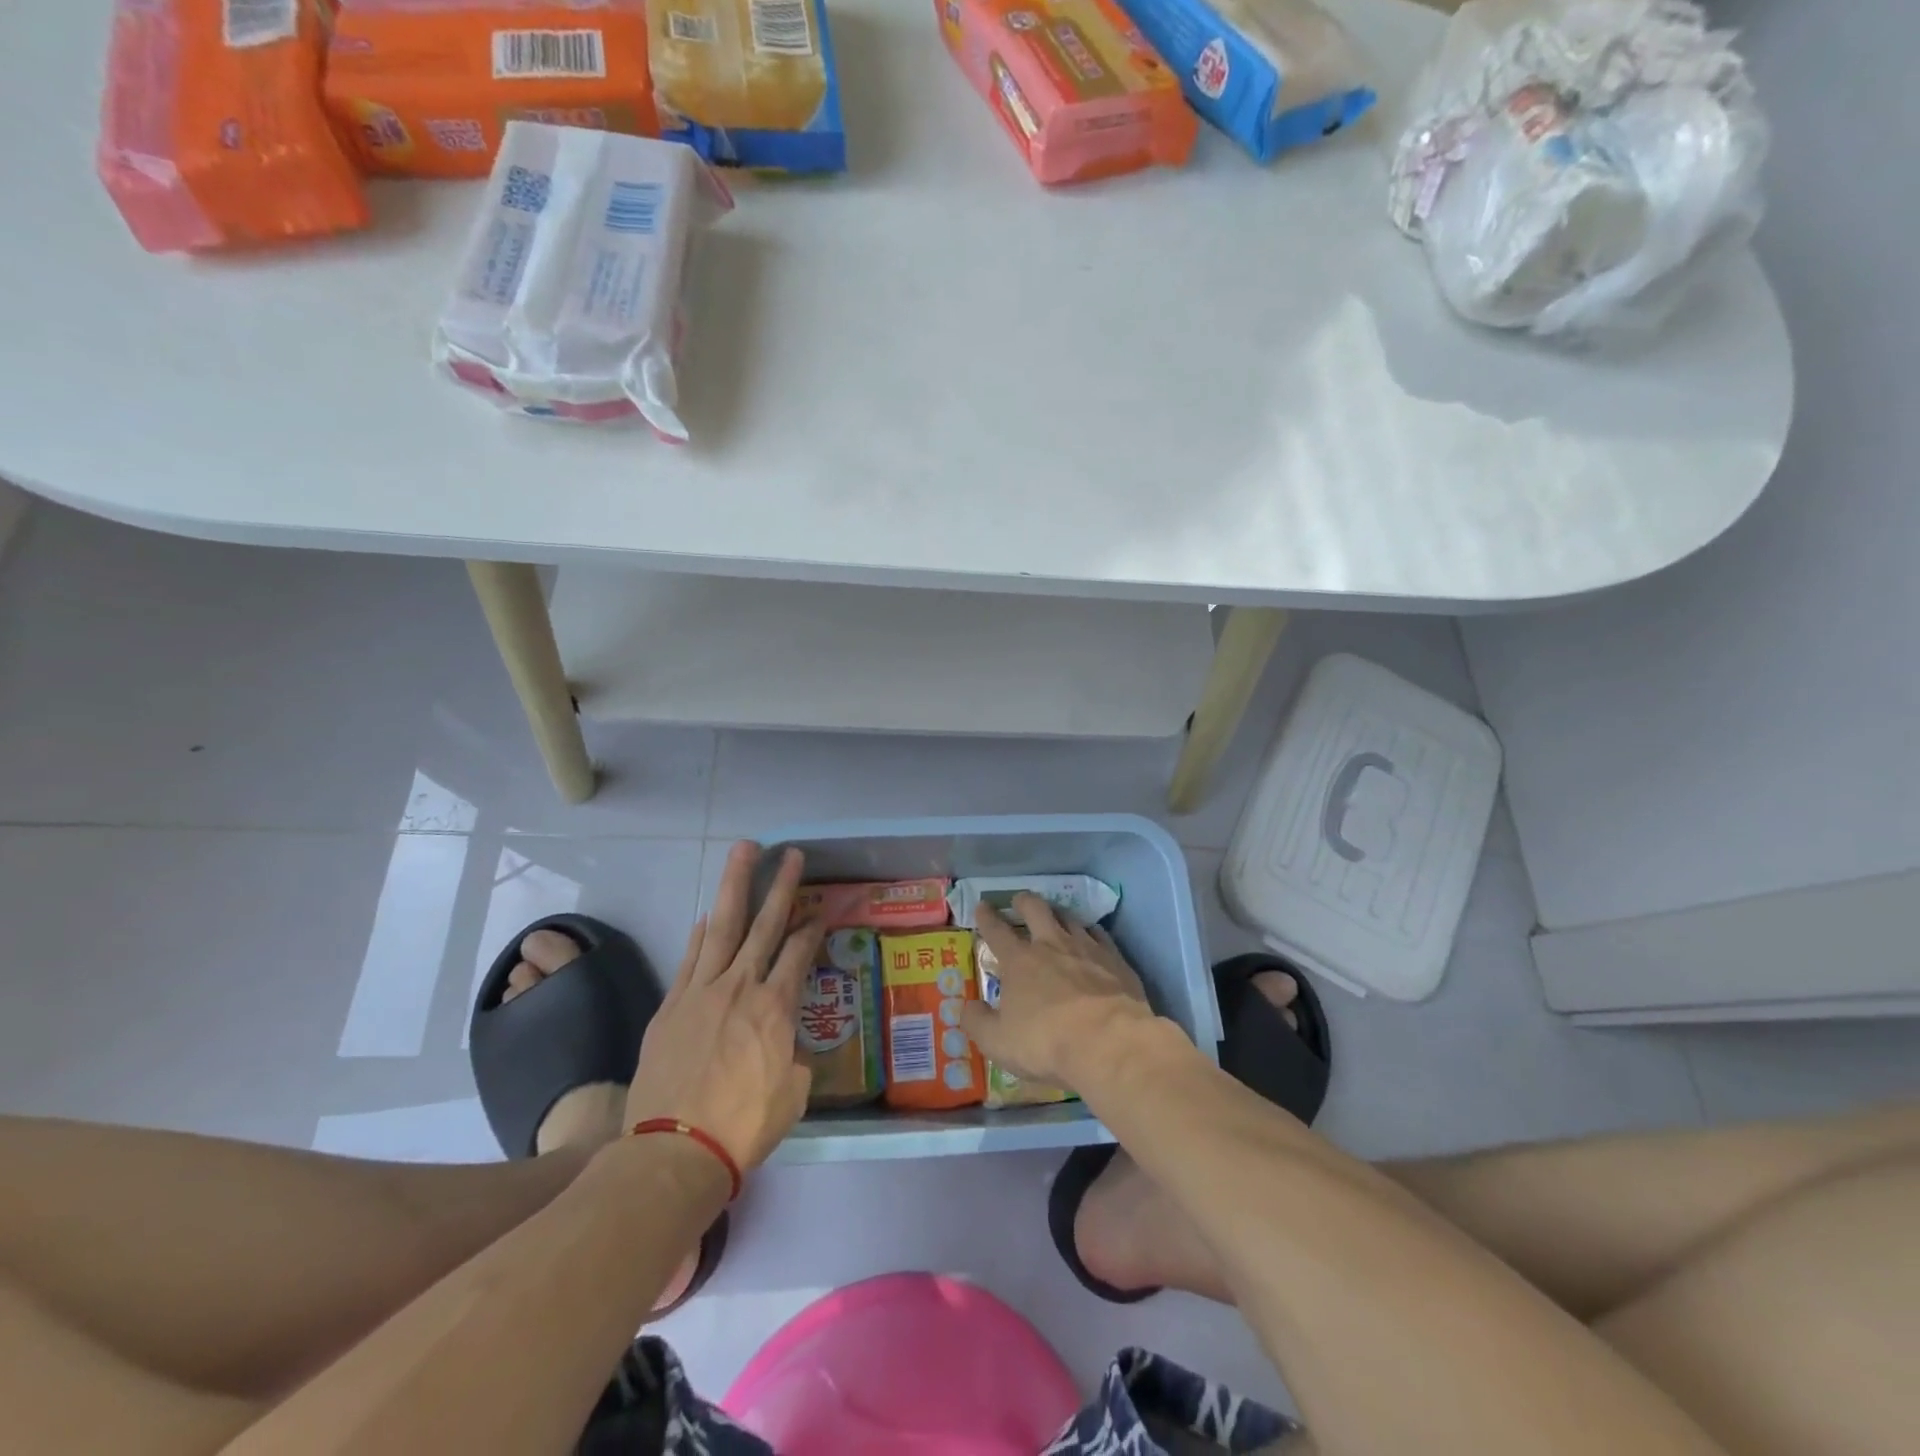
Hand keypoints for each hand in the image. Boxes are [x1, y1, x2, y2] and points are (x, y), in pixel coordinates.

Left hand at [625, 842, 822, 1172]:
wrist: (674, 1152)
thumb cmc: (744, 1127)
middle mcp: (740, 987)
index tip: (819, 911)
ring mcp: (701, 992)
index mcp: (776, 1008)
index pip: (798, 953)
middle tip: (791, 854)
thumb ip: (792, 1057)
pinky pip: (690, 959)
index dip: (811, 929)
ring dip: (735, 886)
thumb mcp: (792, 1093)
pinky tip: (708, 916)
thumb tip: (784, 1045)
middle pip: (764, 924)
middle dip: (781, 886)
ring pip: (723, 927)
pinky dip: (701, 934)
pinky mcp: (671, 1006)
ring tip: (745, 852)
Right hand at [958, 894, 1159, 1092]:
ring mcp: (1087, 948)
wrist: (1109, 1043)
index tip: (982, 906)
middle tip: (1019, 900)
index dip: (986, 917)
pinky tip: (1092, 938)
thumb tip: (966, 1007)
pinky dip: (1091, 933)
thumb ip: (977, 1022)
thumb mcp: (998, 1042)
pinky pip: (1101, 935)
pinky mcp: (1116, 960)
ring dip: (1058, 913)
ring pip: (1069, 917)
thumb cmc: (1046, 1043)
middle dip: (1024, 901)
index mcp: (1019, 961)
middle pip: (1036, 909)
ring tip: (1055, 916)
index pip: (997, 930)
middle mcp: (1052, 944)